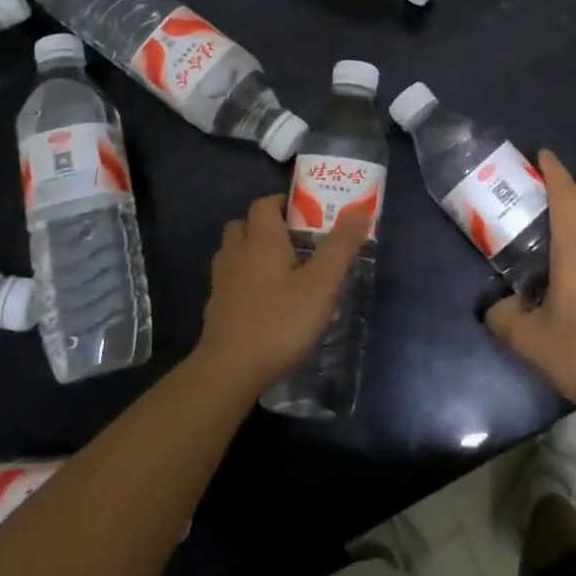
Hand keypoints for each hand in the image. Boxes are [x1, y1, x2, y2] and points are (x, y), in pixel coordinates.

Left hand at [197, 195, 370, 394]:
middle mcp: (236, 253)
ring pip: (234, 252)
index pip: (265, 204)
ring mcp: (221, 282)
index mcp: (261, 240)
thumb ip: (341, 246)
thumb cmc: (280, 322)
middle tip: (296, 241)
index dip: (284, 203)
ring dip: (253, 252)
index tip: (307, 214)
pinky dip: (245, 281)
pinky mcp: (216, 309)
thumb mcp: (322, 284)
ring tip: (282, 270)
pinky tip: (265, 301)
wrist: (229, 372)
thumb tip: (359, 209)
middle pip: (244, 225)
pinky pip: (230, 281)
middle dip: (267, 226)